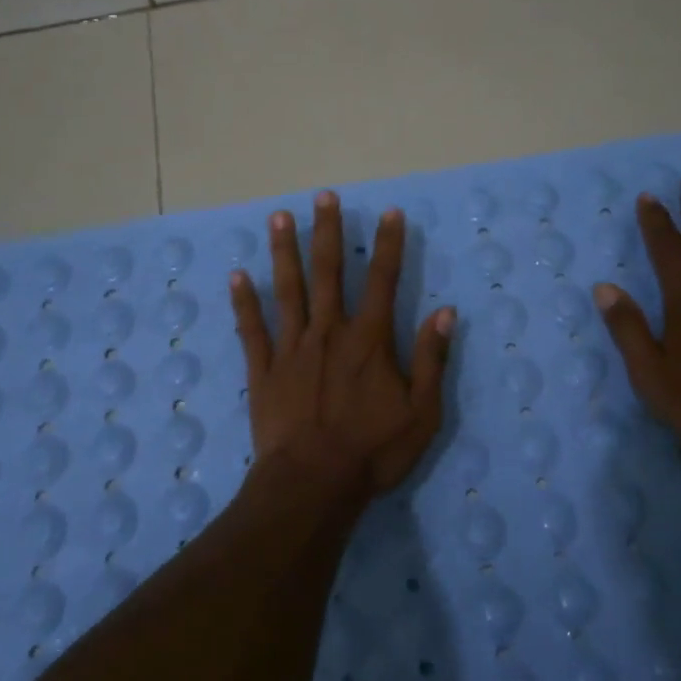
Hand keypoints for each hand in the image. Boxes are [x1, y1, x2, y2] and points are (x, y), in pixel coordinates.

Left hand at [229, 190, 455, 499]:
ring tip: (278, 218)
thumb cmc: (373, 450)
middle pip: (328, 272)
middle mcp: (329, 332)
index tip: (390, 213)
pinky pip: (253, 329)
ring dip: (284, 252)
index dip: (389, 245)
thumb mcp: (422, 411)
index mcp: (369, 340)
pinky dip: (244, 303)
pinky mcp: (264, 370)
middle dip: (328, 232)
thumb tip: (443, 312)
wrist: (313, 483)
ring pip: (287, 290)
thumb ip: (432, 359)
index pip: (383, 280)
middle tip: (323, 197)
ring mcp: (292, 348)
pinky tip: (237, 277)